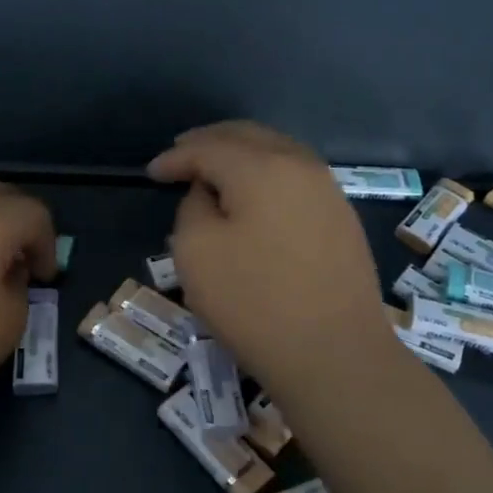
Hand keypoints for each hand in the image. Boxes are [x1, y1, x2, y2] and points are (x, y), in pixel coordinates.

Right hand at [148, 122, 390, 393]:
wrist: (336, 356)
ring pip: (277, 152)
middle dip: (210, 142)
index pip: (208, 148)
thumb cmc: (254, 302)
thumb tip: (210, 193)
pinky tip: (253, 195)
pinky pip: (295, 177)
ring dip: (241, 154)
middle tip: (181, 153)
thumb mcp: (196, 252)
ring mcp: (327, 191)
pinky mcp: (341, 219)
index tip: (151, 172)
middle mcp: (300, 166)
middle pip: (248, 137)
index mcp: (261, 167)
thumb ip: (194, 207)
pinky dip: (266, 174)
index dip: (176, 157)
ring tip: (215, 170)